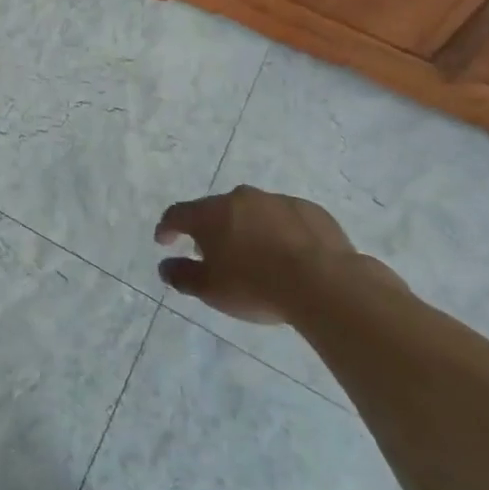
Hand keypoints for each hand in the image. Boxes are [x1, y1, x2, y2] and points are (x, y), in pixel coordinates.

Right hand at [155, 185, 357, 323]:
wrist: (324, 282)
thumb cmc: (256, 286)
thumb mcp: (211, 291)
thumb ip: (182, 276)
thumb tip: (165, 266)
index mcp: (210, 214)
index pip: (177, 214)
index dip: (167, 228)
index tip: (164, 241)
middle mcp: (239, 198)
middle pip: (216, 210)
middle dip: (211, 229)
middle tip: (214, 253)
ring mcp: (276, 201)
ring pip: (252, 211)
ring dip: (247, 228)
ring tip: (255, 256)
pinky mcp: (309, 209)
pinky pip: (285, 218)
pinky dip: (279, 232)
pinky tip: (289, 255)